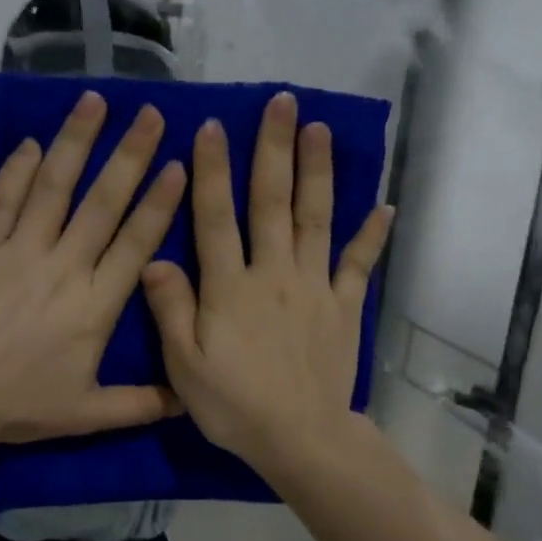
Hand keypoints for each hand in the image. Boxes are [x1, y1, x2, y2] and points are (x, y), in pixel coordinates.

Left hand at [0, 91, 188, 446]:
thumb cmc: (22, 404)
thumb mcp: (90, 413)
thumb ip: (142, 404)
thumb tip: (189, 400)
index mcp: (97, 304)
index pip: (136, 243)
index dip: (159, 203)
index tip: (179, 165)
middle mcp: (65, 266)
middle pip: (103, 202)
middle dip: (130, 155)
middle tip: (151, 114)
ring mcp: (20, 251)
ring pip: (54, 187)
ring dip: (76, 142)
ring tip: (95, 101)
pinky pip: (3, 200)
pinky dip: (17, 170)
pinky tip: (31, 143)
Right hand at [141, 91, 392, 474]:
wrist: (298, 437)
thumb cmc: (233, 405)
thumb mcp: (184, 365)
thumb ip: (171, 309)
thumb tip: (157, 259)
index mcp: (229, 287)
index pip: (216, 218)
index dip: (213, 171)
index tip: (214, 127)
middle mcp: (272, 274)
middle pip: (272, 203)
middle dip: (274, 150)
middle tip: (281, 103)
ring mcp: (313, 288)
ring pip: (315, 219)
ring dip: (317, 172)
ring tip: (319, 129)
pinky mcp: (343, 308)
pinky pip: (357, 265)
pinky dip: (371, 236)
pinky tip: (384, 206)